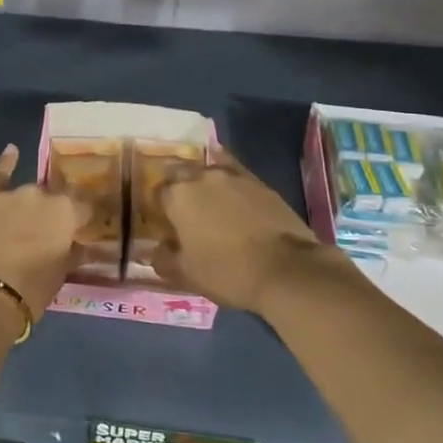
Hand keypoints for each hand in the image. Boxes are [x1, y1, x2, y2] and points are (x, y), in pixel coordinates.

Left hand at [0, 145, 84, 318]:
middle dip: (54, 213)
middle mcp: (41, 194)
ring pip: (27, 193)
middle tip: (51, 232)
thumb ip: (73, 252)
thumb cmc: (30, 290)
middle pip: (53, 199)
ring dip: (30, 205)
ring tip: (26, 221)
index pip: (84, 207)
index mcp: (66, 212)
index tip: (85, 227)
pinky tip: (11, 150)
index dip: (84, 217)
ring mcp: (10, 194)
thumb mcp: (61, 274)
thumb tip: (80, 244)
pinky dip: (6, 163)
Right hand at [155, 148, 337, 317]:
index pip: (158, 192)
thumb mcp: (186, 274)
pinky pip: (235, 172)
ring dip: (203, 181)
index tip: (164, 222)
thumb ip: (164, 259)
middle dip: (177, 185)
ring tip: (208, 201)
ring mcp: (233, 176)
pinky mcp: (260, 182)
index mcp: (178, 196)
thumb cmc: (227, 272)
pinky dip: (229, 179)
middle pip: (180, 172)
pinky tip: (231, 191)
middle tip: (182, 209)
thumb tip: (157, 250)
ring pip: (208, 169)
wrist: (285, 269)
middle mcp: (202, 177)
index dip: (159, 207)